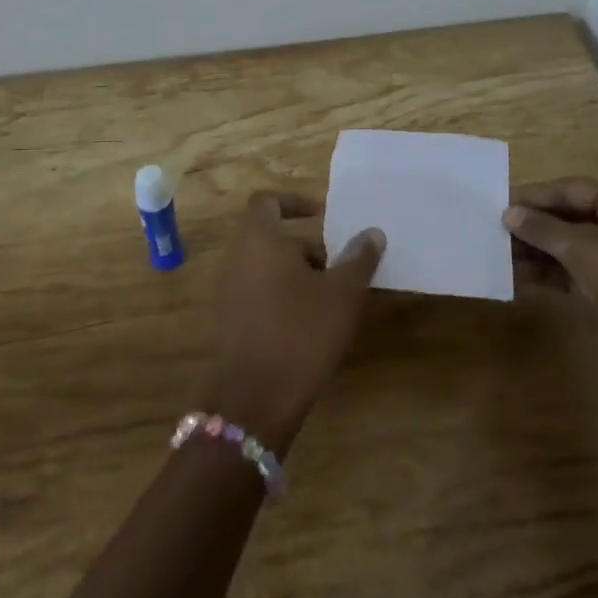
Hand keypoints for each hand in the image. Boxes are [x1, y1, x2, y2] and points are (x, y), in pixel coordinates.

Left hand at [203, 191, 386, 455]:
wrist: (257, 396)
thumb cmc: (303, 332)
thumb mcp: (343, 293)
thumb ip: (358, 258)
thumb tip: (372, 233)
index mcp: (258, 238)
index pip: (267, 201)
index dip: (294, 201)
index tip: (322, 216)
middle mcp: (235, 256)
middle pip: (267, 235)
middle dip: (303, 245)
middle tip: (336, 265)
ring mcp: (226, 289)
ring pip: (262, 264)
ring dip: (293, 271)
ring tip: (327, 297)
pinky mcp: (226, 318)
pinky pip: (254, 290)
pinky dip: (278, 293)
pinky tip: (305, 322)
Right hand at [503, 178, 597, 403]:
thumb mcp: (584, 248)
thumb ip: (542, 229)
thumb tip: (508, 213)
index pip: (574, 190)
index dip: (537, 196)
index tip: (501, 205)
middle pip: (571, 219)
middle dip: (534, 227)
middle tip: (495, 232)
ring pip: (570, 249)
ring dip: (537, 252)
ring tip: (499, 256)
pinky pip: (575, 275)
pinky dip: (549, 275)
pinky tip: (518, 278)